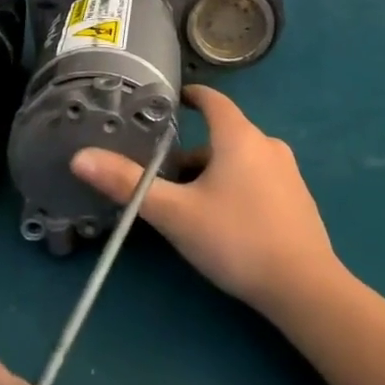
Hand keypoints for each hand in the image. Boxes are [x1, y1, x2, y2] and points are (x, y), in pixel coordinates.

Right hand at [71, 84, 343, 319]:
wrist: (304, 287)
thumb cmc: (236, 239)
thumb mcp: (175, 213)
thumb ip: (128, 185)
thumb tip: (80, 157)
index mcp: (239, 136)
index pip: (212, 99)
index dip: (189, 97)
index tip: (168, 103)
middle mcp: (267, 144)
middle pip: (222, 135)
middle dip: (191, 152)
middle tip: (163, 177)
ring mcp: (288, 172)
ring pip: (240, 160)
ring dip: (212, 172)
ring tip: (188, 204)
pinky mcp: (298, 198)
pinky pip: (258, 179)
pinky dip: (236, 186)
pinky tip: (225, 222)